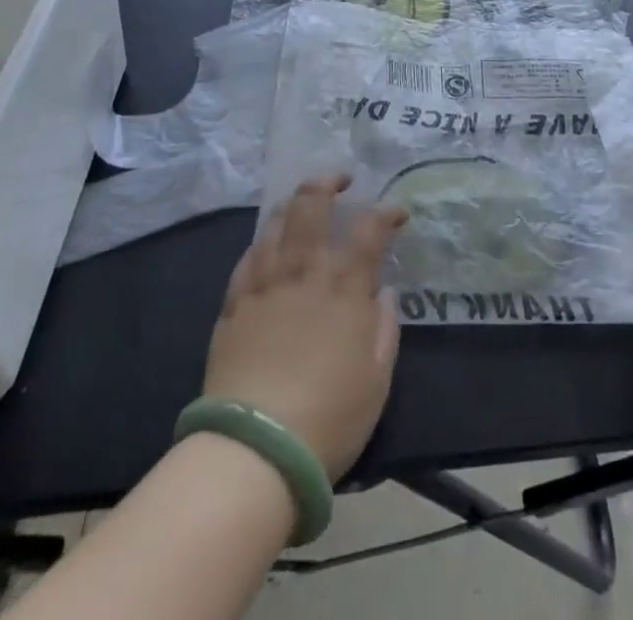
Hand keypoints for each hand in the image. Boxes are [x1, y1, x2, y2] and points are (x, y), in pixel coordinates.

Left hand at [203, 175, 407, 480]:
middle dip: (328, 182)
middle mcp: (305, 271)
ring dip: (294, 204)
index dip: (386, 211)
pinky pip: (248, 257)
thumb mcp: (377, 380)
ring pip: (276, 222)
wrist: (255, 450)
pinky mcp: (234, 304)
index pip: (370, 227)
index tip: (397, 213)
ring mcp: (265, 283)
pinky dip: (263, 241)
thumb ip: (384, 328)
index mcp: (345, 286)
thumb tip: (384, 293)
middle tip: (341, 181)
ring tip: (303, 203)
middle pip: (312, 204)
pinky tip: (267, 244)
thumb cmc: (329, 417)